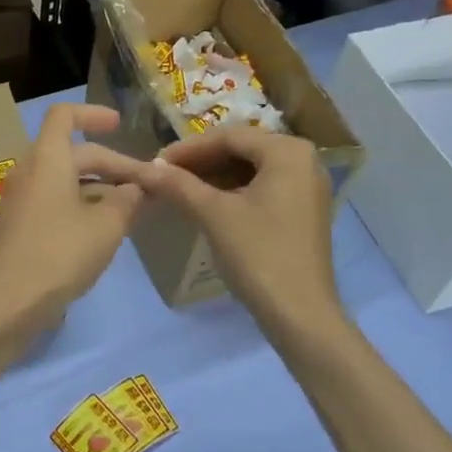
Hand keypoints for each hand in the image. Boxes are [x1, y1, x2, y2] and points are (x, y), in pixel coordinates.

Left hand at [0, 104, 149, 335]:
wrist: (8, 302)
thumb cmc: (60, 253)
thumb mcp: (106, 226)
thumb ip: (127, 201)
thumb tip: (135, 190)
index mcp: (48, 158)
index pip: (65, 115)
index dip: (93, 114)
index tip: (119, 125)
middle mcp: (30, 170)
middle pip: (74, 152)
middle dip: (113, 165)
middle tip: (148, 186)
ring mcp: (22, 199)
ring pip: (66, 179)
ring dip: (100, 187)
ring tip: (134, 208)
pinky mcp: (20, 225)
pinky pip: (55, 201)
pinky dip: (82, 204)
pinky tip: (106, 229)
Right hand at [139, 128, 341, 336]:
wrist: (301, 315)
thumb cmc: (259, 254)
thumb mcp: (213, 214)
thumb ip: (178, 185)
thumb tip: (145, 168)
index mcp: (288, 151)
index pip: (229, 136)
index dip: (188, 149)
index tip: (155, 163)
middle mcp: (304, 159)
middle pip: (241, 149)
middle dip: (200, 162)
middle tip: (164, 175)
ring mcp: (307, 186)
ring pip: (250, 169)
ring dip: (214, 176)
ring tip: (179, 188)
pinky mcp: (303, 209)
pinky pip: (262, 186)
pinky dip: (232, 191)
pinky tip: (205, 203)